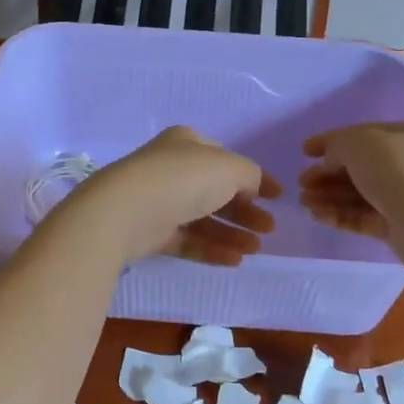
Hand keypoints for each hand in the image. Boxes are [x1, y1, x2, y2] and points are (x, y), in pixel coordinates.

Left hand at [59, 127, 279, 265]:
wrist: (125, 211)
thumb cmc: (183, 179)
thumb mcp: (229, 168)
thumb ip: (250, 175)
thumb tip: (253, 187)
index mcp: (188, 143)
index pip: (227, 160)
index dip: (255, 178)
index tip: (278, 197)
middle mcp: (173, 169)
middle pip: (217, 191)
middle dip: (245, 210)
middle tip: (269, 228)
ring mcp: (160, 201)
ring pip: (203, 218)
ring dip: (232, 233)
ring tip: (256, 249)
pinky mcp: (151, 232)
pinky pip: (188, 240)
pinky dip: (212, 248)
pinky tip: (235, 260)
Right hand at [299, 122, 403, 241]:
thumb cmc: (395, 170)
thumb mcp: (358, 142)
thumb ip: (336, 144)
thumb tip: (329, 161)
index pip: (361, 134)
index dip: (330, 141)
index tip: (304, 152)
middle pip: (357, 166)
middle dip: (326, 174)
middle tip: (301, 183)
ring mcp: (402, 196)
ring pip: (357, 193)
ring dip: (328, 195)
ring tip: (304, 202)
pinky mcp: (395, 225)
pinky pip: (361, 216)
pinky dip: (339, 214)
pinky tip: (317, 215)